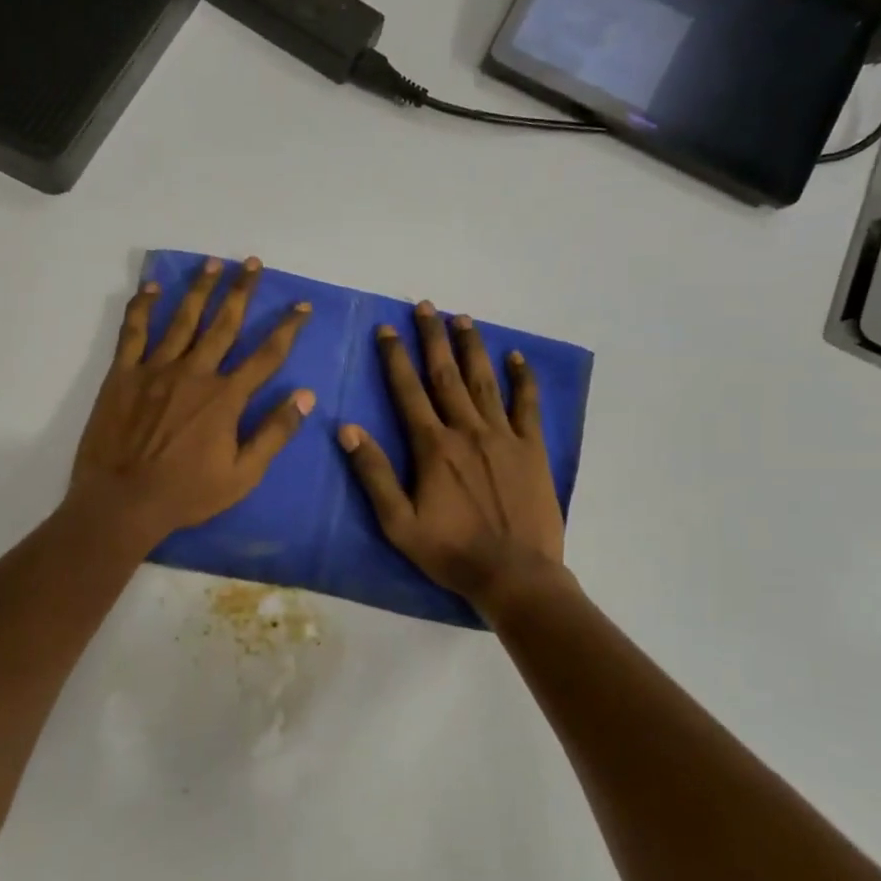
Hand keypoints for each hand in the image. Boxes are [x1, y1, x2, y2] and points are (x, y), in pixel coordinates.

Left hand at [71, 256, 313, 547]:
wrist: (122, 501)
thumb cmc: (186, 494)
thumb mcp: (243, 475)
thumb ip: (274, 433)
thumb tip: (306, 396)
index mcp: (226, 397)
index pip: (266, 354)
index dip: (287, 328)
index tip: (302, 305)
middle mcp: (195, 372)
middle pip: (224, 323)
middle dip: (242, 291)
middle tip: (252, 262)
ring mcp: (156, 369)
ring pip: (183, 319)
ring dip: (200, 288)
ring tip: (213, 262)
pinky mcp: (124, 374)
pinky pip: (134, 332)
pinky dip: (142, 307)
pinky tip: (152, 288)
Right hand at [339, 301, 566, 613]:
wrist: (515, 575)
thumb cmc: (451, 552)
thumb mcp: (398, 523)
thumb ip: (373, 474)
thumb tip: (347, 429)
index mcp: (433, 447)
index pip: (408, 391)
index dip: (395, 358)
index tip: (386, 329)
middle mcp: (467, 431)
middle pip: (446, 375)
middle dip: (433, 338)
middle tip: (426, 306)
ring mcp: (504, 437)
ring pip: (484, 381)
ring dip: (472, 347)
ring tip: (463, 318)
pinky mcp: (532, 449)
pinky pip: (527, 406)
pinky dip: (523, 379)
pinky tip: (517, 357)